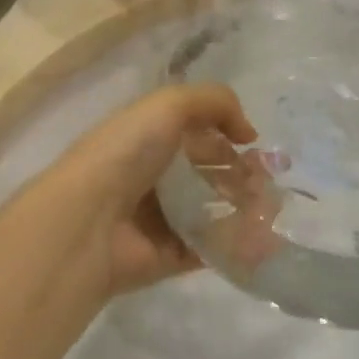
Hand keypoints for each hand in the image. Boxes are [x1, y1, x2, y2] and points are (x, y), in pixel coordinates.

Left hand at [23, 85, 257, 296]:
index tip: (253, 144)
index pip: (195, 131)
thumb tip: (248, 133)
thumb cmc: (126, 154)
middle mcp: (153, 174)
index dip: (226, 133)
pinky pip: (209, 248)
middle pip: (207, 172)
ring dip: (245, 208)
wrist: (88, 222)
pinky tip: (262, 238)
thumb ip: (214, 102)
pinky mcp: (168, 256)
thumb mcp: (168, 105)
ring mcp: (160, 217)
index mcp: (147, 136)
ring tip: (270, 210)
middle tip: (266, 182)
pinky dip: (237, 244)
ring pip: (213, 210)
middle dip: (241, 173)